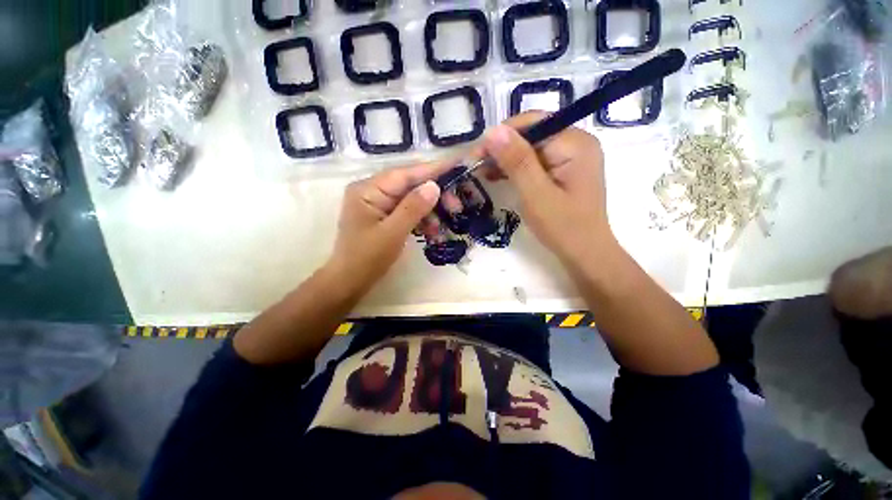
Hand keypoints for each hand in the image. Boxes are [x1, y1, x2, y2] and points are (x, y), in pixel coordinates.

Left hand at [327, 163, 444, 293]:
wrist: (350, 282)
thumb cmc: (367, 258)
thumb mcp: (393, 233)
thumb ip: (413, 207)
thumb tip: (434, 185)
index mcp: (368, 190)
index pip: (405, 173)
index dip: (432, 169)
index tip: (456, 165)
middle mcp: (372, 191)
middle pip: (409, 185)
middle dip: (434, 195)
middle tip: (456, 206)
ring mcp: (378, 204)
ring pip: (411, 199)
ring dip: (429, 211)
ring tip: (441, 227)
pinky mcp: (384, 216)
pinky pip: (407, 211)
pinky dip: (421, 220)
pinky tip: (432, 231)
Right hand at [480, 112, 615, 266]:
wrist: (585, 252)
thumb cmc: (563, 227)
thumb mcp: (535, 194)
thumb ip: (517, 161)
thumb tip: (493, 131)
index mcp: (574, 143)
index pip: (532, 124)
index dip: (501, 136)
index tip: (476, 155)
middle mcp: (576, 142)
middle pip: (531, 134)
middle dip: (502, 149)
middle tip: (476, 166)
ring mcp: (571, 156)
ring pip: (530, 148)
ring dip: (506, 159)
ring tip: (483, 172)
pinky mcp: (563, 170)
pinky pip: (535, 161)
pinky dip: (516, 168)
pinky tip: (498, 176)